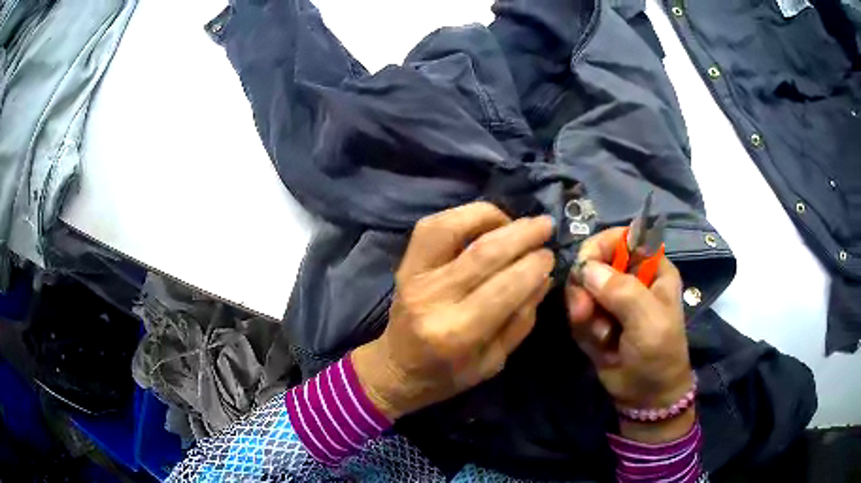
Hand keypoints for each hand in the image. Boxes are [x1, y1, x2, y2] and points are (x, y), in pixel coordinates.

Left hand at [353, 202, 554, 420]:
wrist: (396, 368)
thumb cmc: (448, 374)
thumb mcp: (494, 361)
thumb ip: (521, 319)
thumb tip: (544, 276)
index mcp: (458, 333)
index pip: (505, 287)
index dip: (534, 264)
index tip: (551, 255)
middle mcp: (433, 299)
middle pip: (483, 253)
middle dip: (522, 234)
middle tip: (545, 225)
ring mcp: (413, 276)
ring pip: (453, 227)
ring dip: (491, 216)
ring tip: (515, 222)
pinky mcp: (405, 263)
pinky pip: (433, 225)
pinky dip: (464, 215)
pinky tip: (486, 222)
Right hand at [566, 228, 693, 441]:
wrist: (646, 396)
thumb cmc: (659, 354)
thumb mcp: (649, 321)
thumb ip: (622, 291)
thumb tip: (585, 267)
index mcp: (652, 269)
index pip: (622, 237)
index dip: (601, 246)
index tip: (586, 267)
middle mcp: (630, 278)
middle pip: (595, 261)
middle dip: (586, 287)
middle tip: (584, 313)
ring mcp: (611, 299)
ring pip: (581, 287)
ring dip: (583, 312)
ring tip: (599, 336)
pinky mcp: (596, 319)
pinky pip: (577, 311)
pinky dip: (582, 328)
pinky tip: (598, 345)